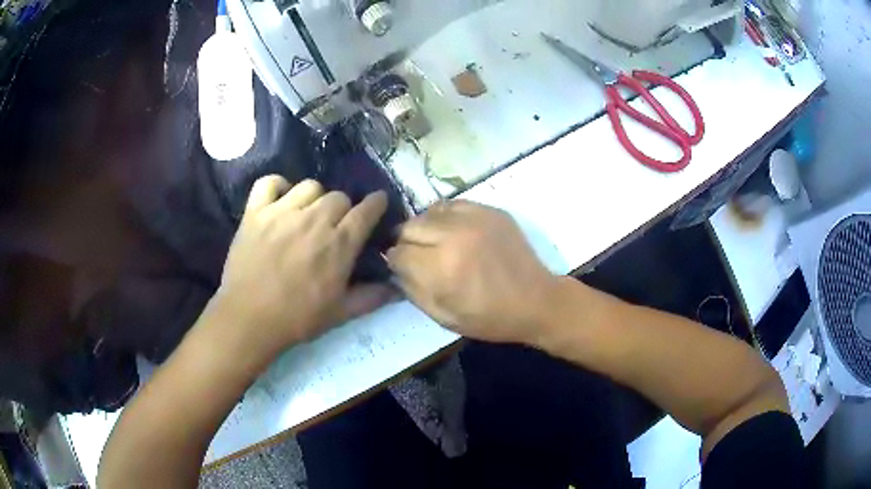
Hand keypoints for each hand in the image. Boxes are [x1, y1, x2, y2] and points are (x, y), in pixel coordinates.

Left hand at [207, 176, 393, 363]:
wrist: (248, 319)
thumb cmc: (297, 318)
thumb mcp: (340, 313)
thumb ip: (371, 297)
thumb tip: (398, 289)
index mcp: (339, 244)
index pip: (366, 211)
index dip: (376, 203)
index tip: (377, 202)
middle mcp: (314, 220)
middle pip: (338, 197)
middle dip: (342, 209)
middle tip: (334, 226)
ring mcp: (282, 212)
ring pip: (309, 186)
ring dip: (314, 198)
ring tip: (307, 214)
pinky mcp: (255, 212)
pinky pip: (269, 182)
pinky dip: (278, 186)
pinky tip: (280, 200)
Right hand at [387, 201, 559, 344]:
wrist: (537, 300)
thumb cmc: (490, 317)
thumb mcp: (444, 317)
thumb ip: (413, 290)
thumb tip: (395, 268)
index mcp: (442, 268)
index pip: (398, 253)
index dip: (394, 262)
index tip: (400, 267)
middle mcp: (454, 236)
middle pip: (408, 227)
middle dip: (405, 243)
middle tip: (416, 256)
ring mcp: (474, 218)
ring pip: (427, 212)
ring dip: (423, 228)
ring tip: (433, 242)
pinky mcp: (489, 210)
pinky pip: (452, 204)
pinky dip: (444, 217)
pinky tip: (451, 231)